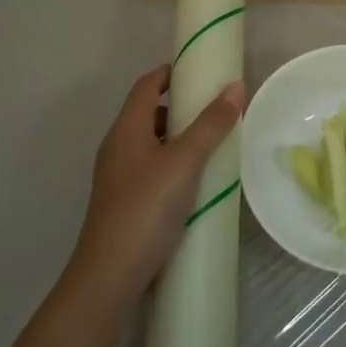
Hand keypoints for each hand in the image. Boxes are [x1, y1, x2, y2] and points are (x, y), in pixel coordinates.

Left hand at [73, 65, 245, 300]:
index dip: (170, 73)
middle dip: (180, 106)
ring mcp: (119, 177)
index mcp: (126, 129)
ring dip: (179, 137)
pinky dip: (174, 164)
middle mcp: (118, 147)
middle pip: (148, 113)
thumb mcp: (184, 162)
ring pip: (151, 144)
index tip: (200, 70)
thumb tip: (235, 86)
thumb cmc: (145, 208)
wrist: (110, 275)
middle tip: (216, 108)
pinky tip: (197, 180)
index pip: (146, 85)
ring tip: (213, 143)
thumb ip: (210, 124)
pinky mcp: (126, 202)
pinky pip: (152, 169)